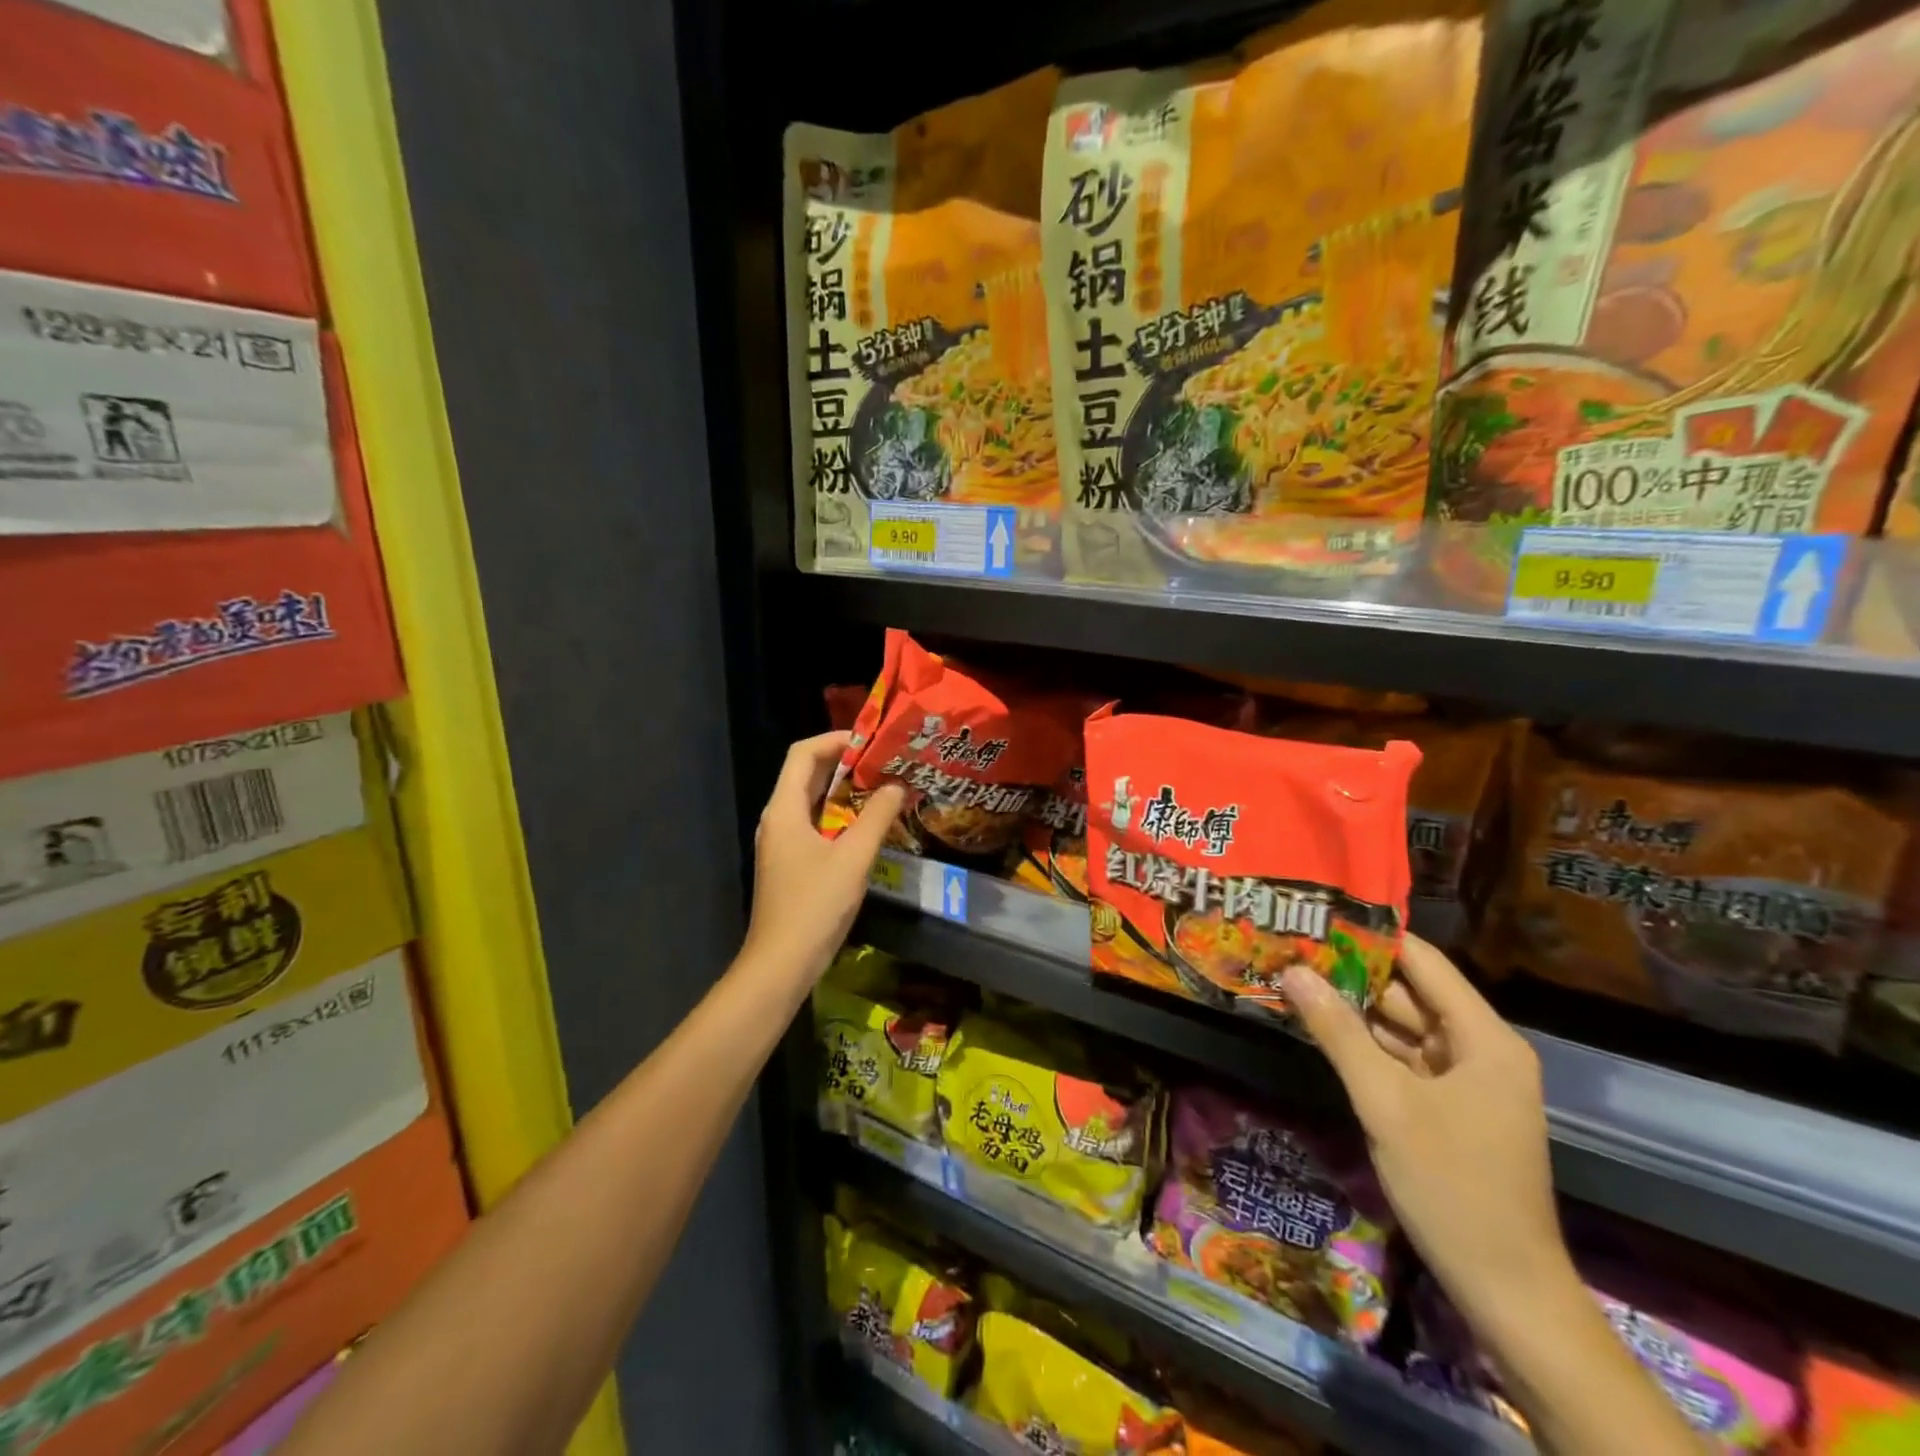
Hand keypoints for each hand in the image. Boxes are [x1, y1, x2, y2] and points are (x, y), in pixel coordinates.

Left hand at [743, 733, 905, 991]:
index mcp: (784, 809)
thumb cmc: (815, 906)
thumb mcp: (853, 858)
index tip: (871, 742)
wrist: (781, 964)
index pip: (803, 753)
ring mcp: (782, 843)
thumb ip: (877, 817)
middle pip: (807, 774)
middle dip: (845, 764)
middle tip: (885, 762)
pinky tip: (868, 826)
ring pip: (813, 802)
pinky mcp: (791, 863)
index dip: (835, 740)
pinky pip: (815, 825)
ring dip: (845, 791)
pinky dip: (840, 817)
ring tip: (883, 787)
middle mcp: (778, 819)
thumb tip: (897, 785)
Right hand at [1281, 936, 1572, 1341]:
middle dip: (1353, 972)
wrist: (1507, 1292)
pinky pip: (1402, 1060)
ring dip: (1354, 1009)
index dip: (1373, 936)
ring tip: (1295, 978)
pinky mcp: (1447, 1109)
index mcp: (1484, 1038)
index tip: (1318, 916)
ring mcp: (1464, 1082)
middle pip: (1410, 993)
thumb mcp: (1386, 1103)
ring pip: (1402, 1028)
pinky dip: (1365, 1046)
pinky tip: (1320, 1029)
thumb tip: (1292, 970)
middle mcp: (1479, 1050)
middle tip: (1292, 946)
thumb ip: (1338, 1032)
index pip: (1424, 962)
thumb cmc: (1453, 1187)